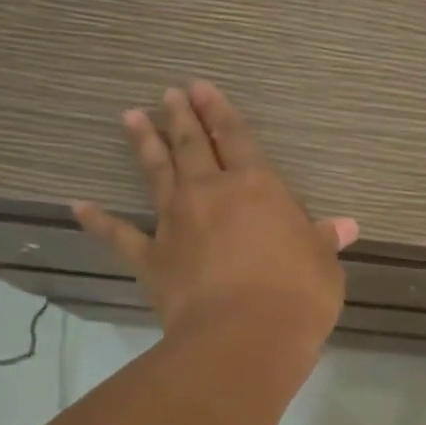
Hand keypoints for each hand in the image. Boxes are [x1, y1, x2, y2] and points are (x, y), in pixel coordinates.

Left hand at [74, 81, 357, 353]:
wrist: (245, 336)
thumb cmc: (297, 294)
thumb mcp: (323, 265)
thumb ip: (324, 241)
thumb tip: (345, 226)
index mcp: (257, 187)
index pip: (237, 138)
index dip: (220, 112)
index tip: (201, 88)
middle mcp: (212, 193)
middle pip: (192, 146)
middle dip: (180, 117)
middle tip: (168, 93)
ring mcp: (176, 223)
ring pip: (157, 174)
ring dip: (144, 145)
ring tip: (130, 118)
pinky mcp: (152, 257)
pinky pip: (120, 235)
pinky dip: (100, 220)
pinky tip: (80, 205)